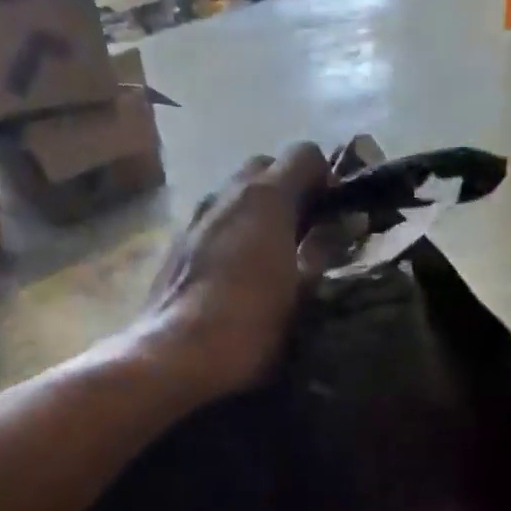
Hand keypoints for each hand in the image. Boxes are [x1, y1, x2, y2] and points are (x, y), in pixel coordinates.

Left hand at [134, 144, 329, 401]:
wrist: (173, 355)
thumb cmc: (249, 326)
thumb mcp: (302, 293)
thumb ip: (322, 251)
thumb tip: (337, 228)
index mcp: (265, 198)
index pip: (304, 155)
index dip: (326, 177)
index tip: (336, 211)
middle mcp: (225, 195)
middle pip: (264, 168)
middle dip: (289, 189)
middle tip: (305, 231)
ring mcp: (195, 218)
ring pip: (234, 195)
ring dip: (256, 212)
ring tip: (271, 253)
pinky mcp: (174, 245)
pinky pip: (212, 222)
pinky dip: (230, 232)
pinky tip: (236, 272)